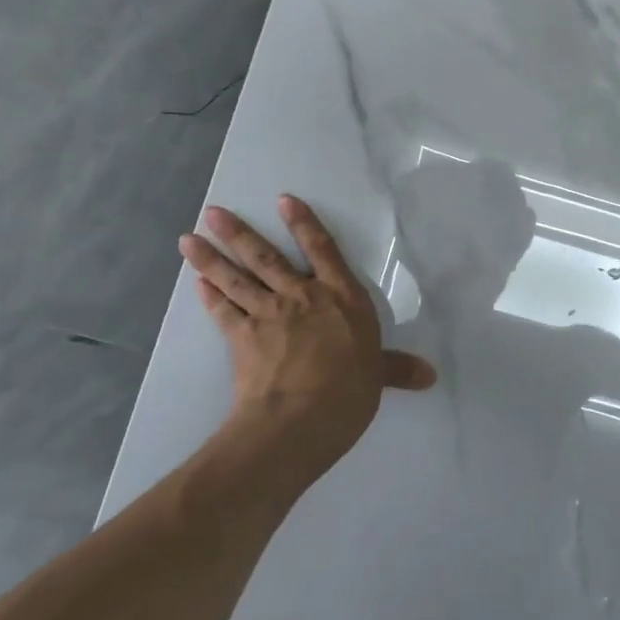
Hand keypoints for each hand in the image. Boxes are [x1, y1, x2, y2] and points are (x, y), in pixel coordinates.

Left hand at [179, 197, 436, 492]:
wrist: (299, 418)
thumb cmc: (348, 390)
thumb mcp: (378, 376)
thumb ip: (398, 369)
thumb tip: (430, 376)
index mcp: (341, 298)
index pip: (323, 251)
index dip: (304, 224)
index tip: (284, 200)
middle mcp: (302, 296)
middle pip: (267, 257)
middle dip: (239, 233)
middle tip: (212, 212)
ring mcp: (268, 314)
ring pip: (236, 278)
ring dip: (211, 258)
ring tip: (189, 238)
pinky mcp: (242, 338)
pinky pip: (223, 311)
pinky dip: (210, 296)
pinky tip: (199, 283)